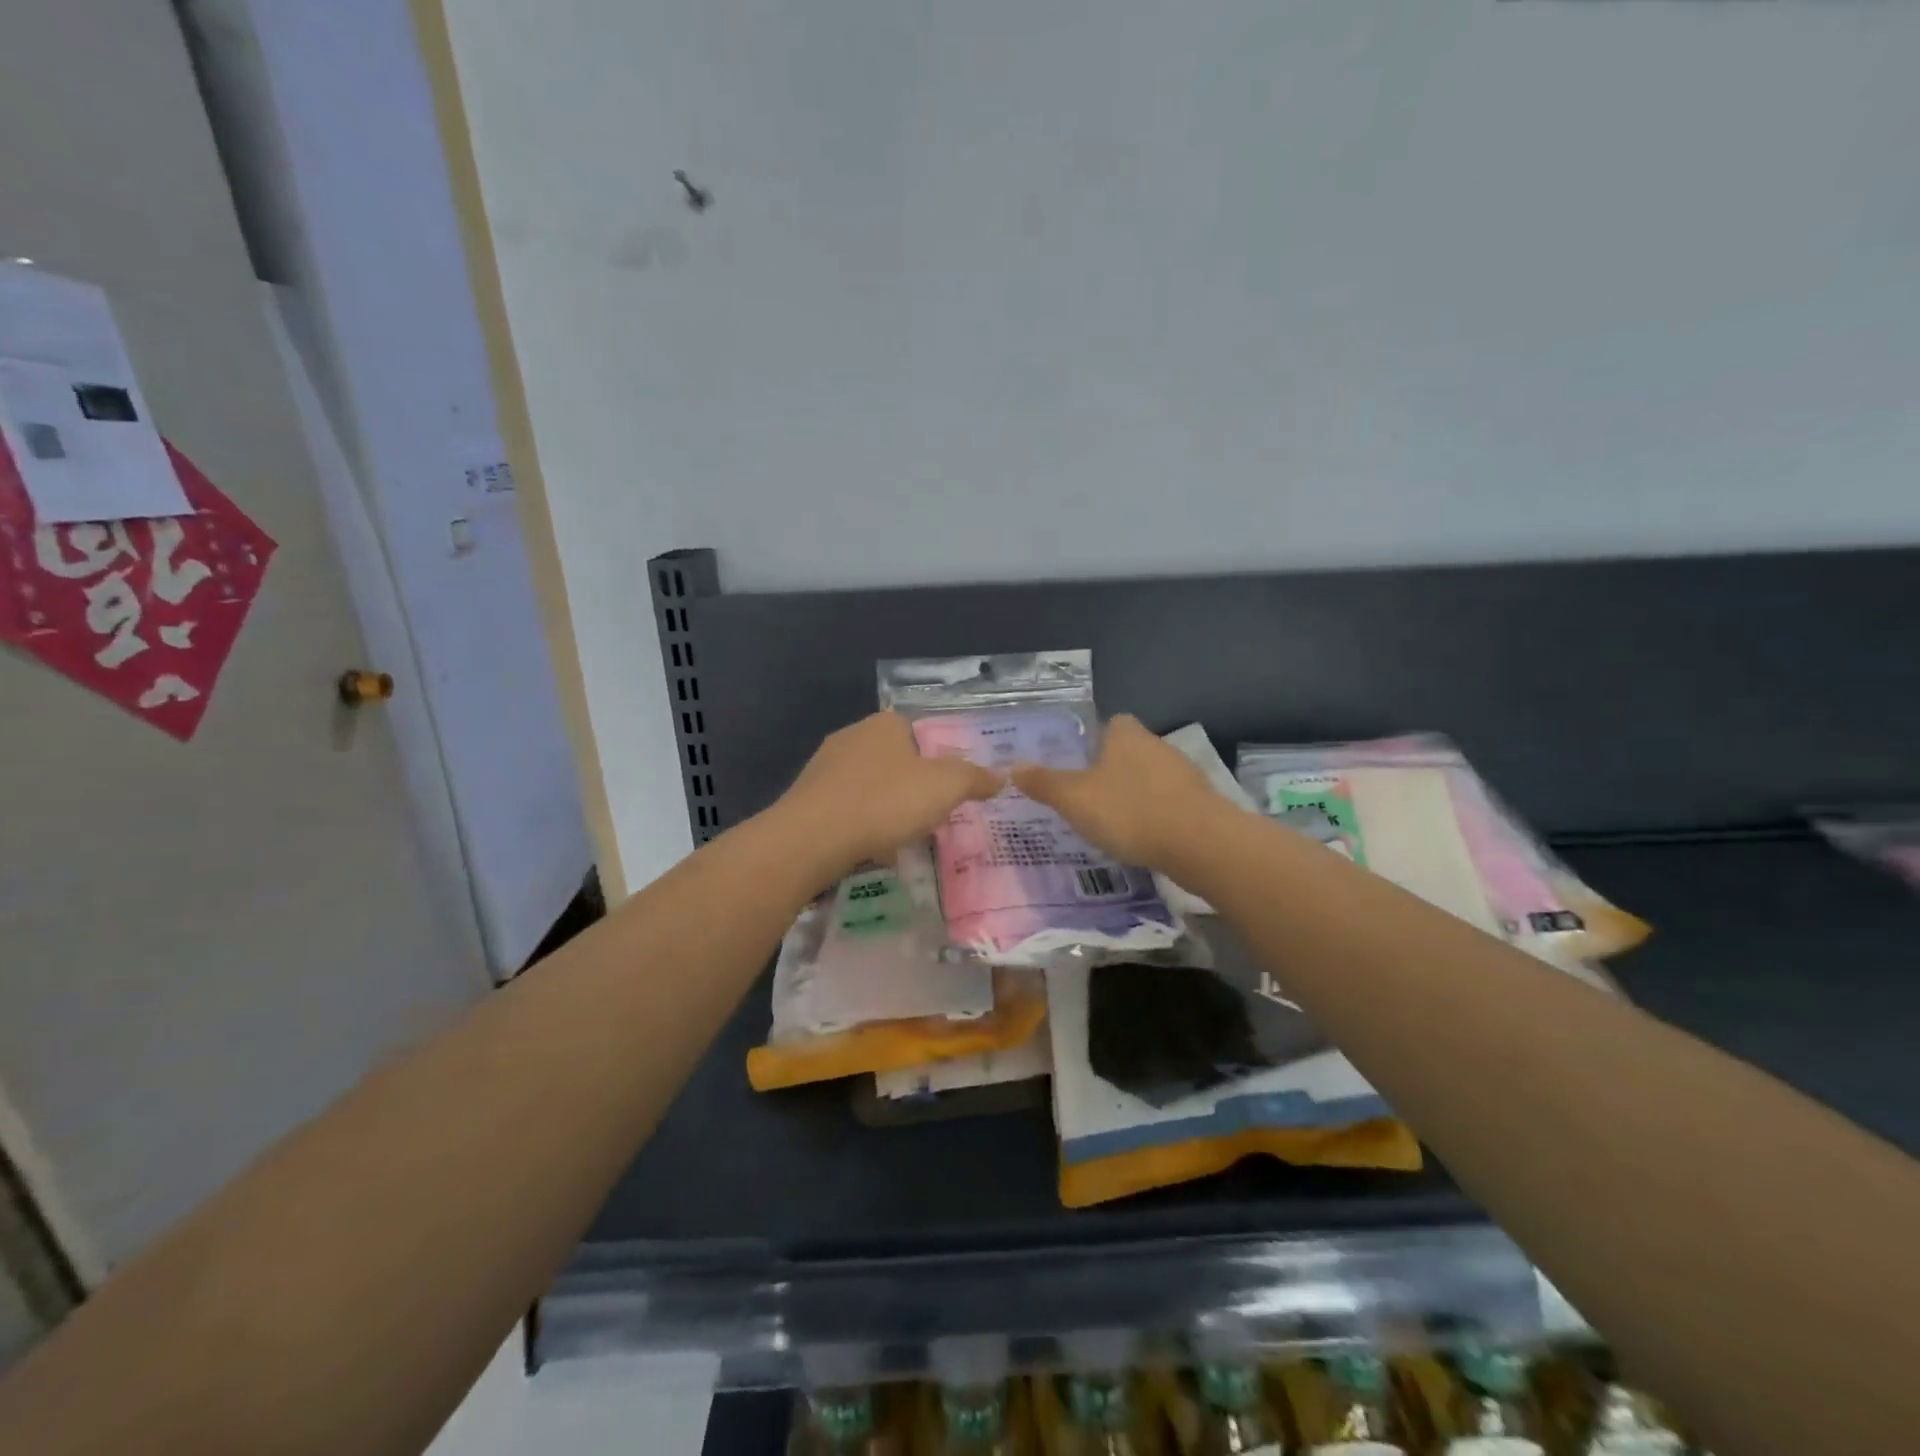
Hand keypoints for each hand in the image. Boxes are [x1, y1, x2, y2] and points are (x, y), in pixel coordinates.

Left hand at [776, 711, 1003, 874]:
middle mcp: (851, 736)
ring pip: (867, 784)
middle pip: (893, 759)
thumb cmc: (885, 801)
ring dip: (883, 806)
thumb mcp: (945, 787)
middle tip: (929, 814)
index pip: (917, 731)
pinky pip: (844, 808)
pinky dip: (859, 824)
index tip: (946, 789)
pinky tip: (867, 847)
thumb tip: (1000, 776)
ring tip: (900, 836)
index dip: (936, 758)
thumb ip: (975, 778)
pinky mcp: (806, 798)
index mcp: (884, 724)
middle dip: (910, 785)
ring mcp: (823, 767)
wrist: (812, 838)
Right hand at [1011, 714, 1216, 868]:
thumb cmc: (1129, 810)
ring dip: (1134, 795)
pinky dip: (1155, 817)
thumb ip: (1044, 783)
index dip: (1093, 741)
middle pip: (1129, 751)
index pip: (1109, 724)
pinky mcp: (1201, 804)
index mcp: (1125, 734)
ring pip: (1150, 779)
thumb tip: (1013, 766)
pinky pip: (1168, 804)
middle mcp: (1157, 745)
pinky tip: (1142, 839)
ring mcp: (1183, 774)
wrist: (1199, 843)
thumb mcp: (1074, 798)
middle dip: (1111, 771)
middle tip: (1087, 797)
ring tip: (1112, 824)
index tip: (1078, 765)